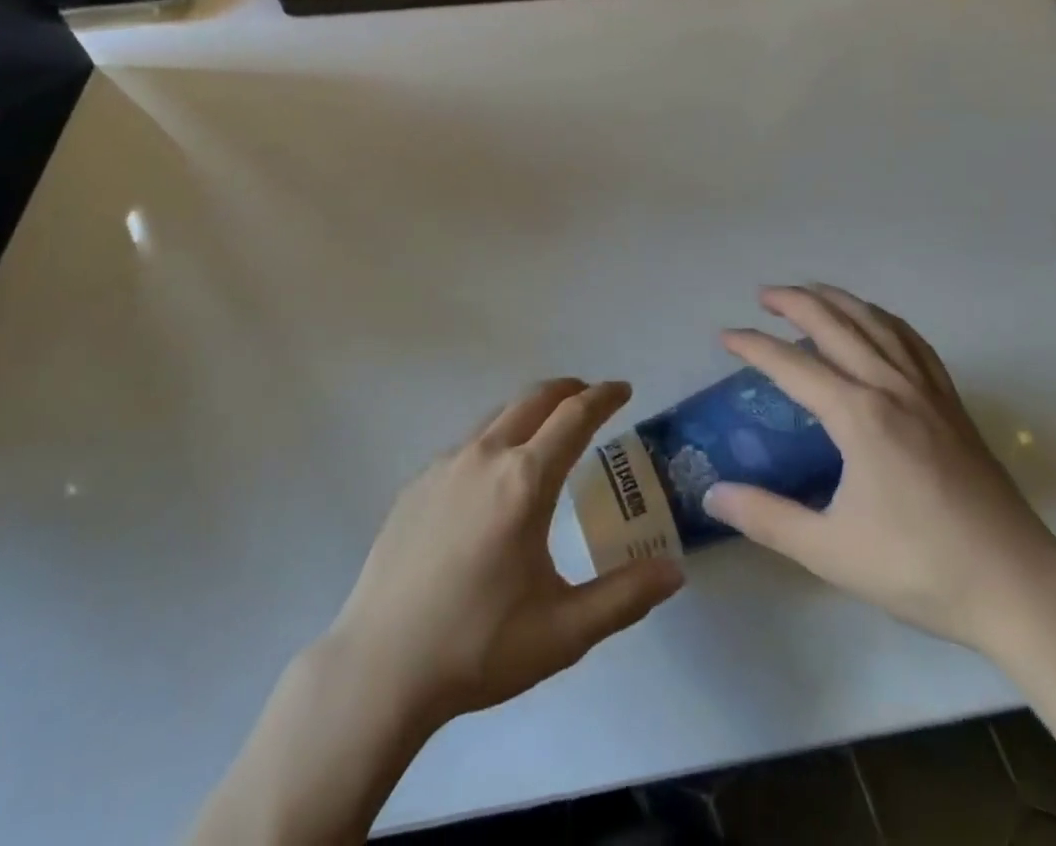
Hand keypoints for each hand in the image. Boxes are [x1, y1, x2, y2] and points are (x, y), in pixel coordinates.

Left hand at [328, 379, 684, 726]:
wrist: (380, 665)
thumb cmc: (479, 646)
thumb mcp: (564, 632)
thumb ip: (625, 597)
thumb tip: (675, 571)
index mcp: (524, 481)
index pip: (574, 417)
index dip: (603, 397)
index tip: (623, 390)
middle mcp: (485, 456)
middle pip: (534, 399)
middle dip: (569, 390)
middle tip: (591, 397)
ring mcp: (444, 465)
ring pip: (497, 416)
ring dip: (531, 410)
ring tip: (549, 429)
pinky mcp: (417, 483)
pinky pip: (468, 444)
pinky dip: (496, 437)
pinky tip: (495, 476)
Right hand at [703, 286, 1055, 660]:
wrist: (1020, 589)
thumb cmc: (921, 569)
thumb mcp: (831, 551)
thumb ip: (767, 518)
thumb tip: (712, 494)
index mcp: (859, 416)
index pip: (793, 366)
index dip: (754, 346)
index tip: (725, 336)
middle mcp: (891, 388)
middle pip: (836, 325)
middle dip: (795, 302)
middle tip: (763, 295)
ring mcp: (928, 391)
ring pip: (877, 323)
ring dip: (839, 300)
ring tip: (811, 292)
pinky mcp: (953, 404)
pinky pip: (914, 342)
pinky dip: (885, 320)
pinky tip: (876, 323)